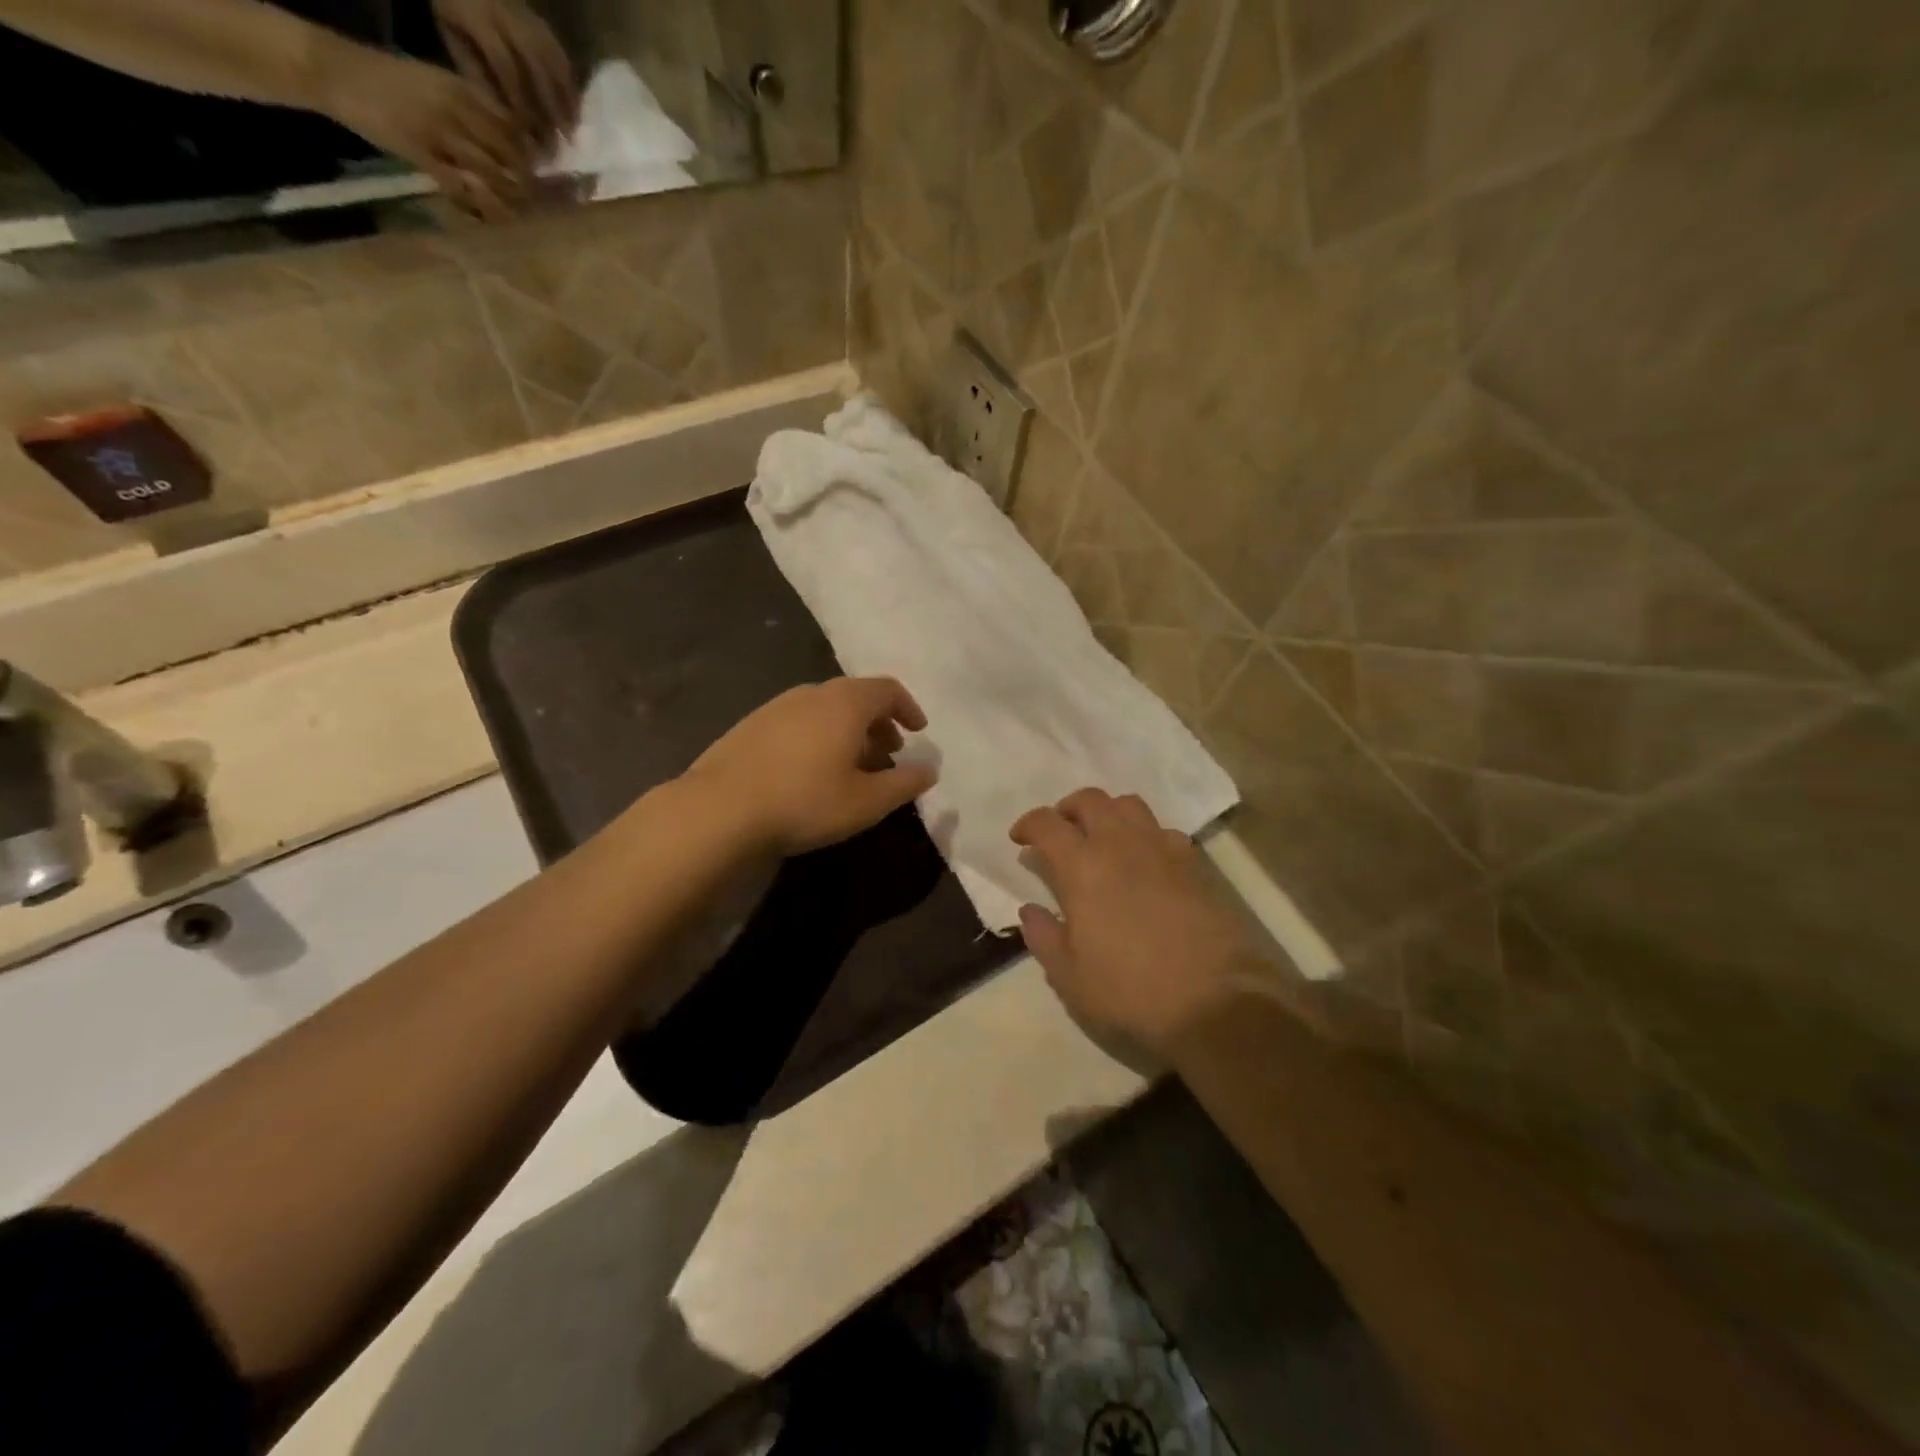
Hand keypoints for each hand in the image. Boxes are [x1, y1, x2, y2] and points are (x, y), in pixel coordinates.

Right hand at [320, 46, 532, 218]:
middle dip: (524, 183)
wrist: (335, 71)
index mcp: (462, 90)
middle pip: (508, 155)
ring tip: (514, 214)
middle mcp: (456, 109)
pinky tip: (484, 217)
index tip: (537, 175)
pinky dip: (476, 205)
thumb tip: (511, 140)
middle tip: (530, 202)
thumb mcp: (437, 85)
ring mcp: (438, 132)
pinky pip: (460, 187)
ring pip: (490, 174)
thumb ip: (472, 109)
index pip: (512, 128)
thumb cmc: (391, 82)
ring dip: (506, 199)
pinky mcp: (420, 153)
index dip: (529, 156)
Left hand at [432, 0, 579, 152]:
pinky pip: (561, 55)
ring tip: (573, 129)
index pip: (506, 67)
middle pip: (538, 68)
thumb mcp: (452, 38)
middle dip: (551, 107)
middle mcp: (508, 17)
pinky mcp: (539, 21)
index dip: (519, 102)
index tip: (528, 134)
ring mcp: (528, 18)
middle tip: (561, 140)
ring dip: (567, 99)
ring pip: (555, 62)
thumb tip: (505, 115)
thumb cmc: (450, 11)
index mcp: (480, 19)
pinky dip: (570, 84)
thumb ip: (476, 73)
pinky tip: (575, 107)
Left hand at [685, 678, 938, 856]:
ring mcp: (776, 707)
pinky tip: (810, 772)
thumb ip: (904, 784)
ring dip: (847, 731)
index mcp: (845, 703)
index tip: (917, 732)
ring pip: (825, 709)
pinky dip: (818, 736)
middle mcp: (812, 693)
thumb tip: (929, 770)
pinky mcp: (750, 725)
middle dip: (878, 723)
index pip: (887, 689)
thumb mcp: (866, 802)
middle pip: (856, 696)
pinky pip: (798, 721)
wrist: (719, 810)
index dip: (908, 708)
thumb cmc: (805, 802)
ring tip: (851, 766)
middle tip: (888, 754)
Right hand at [1012, 790, 1259, 1056]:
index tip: (1019, 839)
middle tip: (1060, 833)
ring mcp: (1163, 849)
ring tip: (1102, 840)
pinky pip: (1164, 831)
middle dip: (1068, 809)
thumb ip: (1044, 937)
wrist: (1217, 1002)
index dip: (1028, 824)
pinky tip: (1145, 862)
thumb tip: (1030, 909)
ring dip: (1108, 814)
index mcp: (1083, 867)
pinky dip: (1145, 835)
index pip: (1047, 823)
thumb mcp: (1070, 977)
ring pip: (1130, 806)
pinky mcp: (1196, 865)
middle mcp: (1121, 844)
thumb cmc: (1131, 992)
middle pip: (1091, 800)